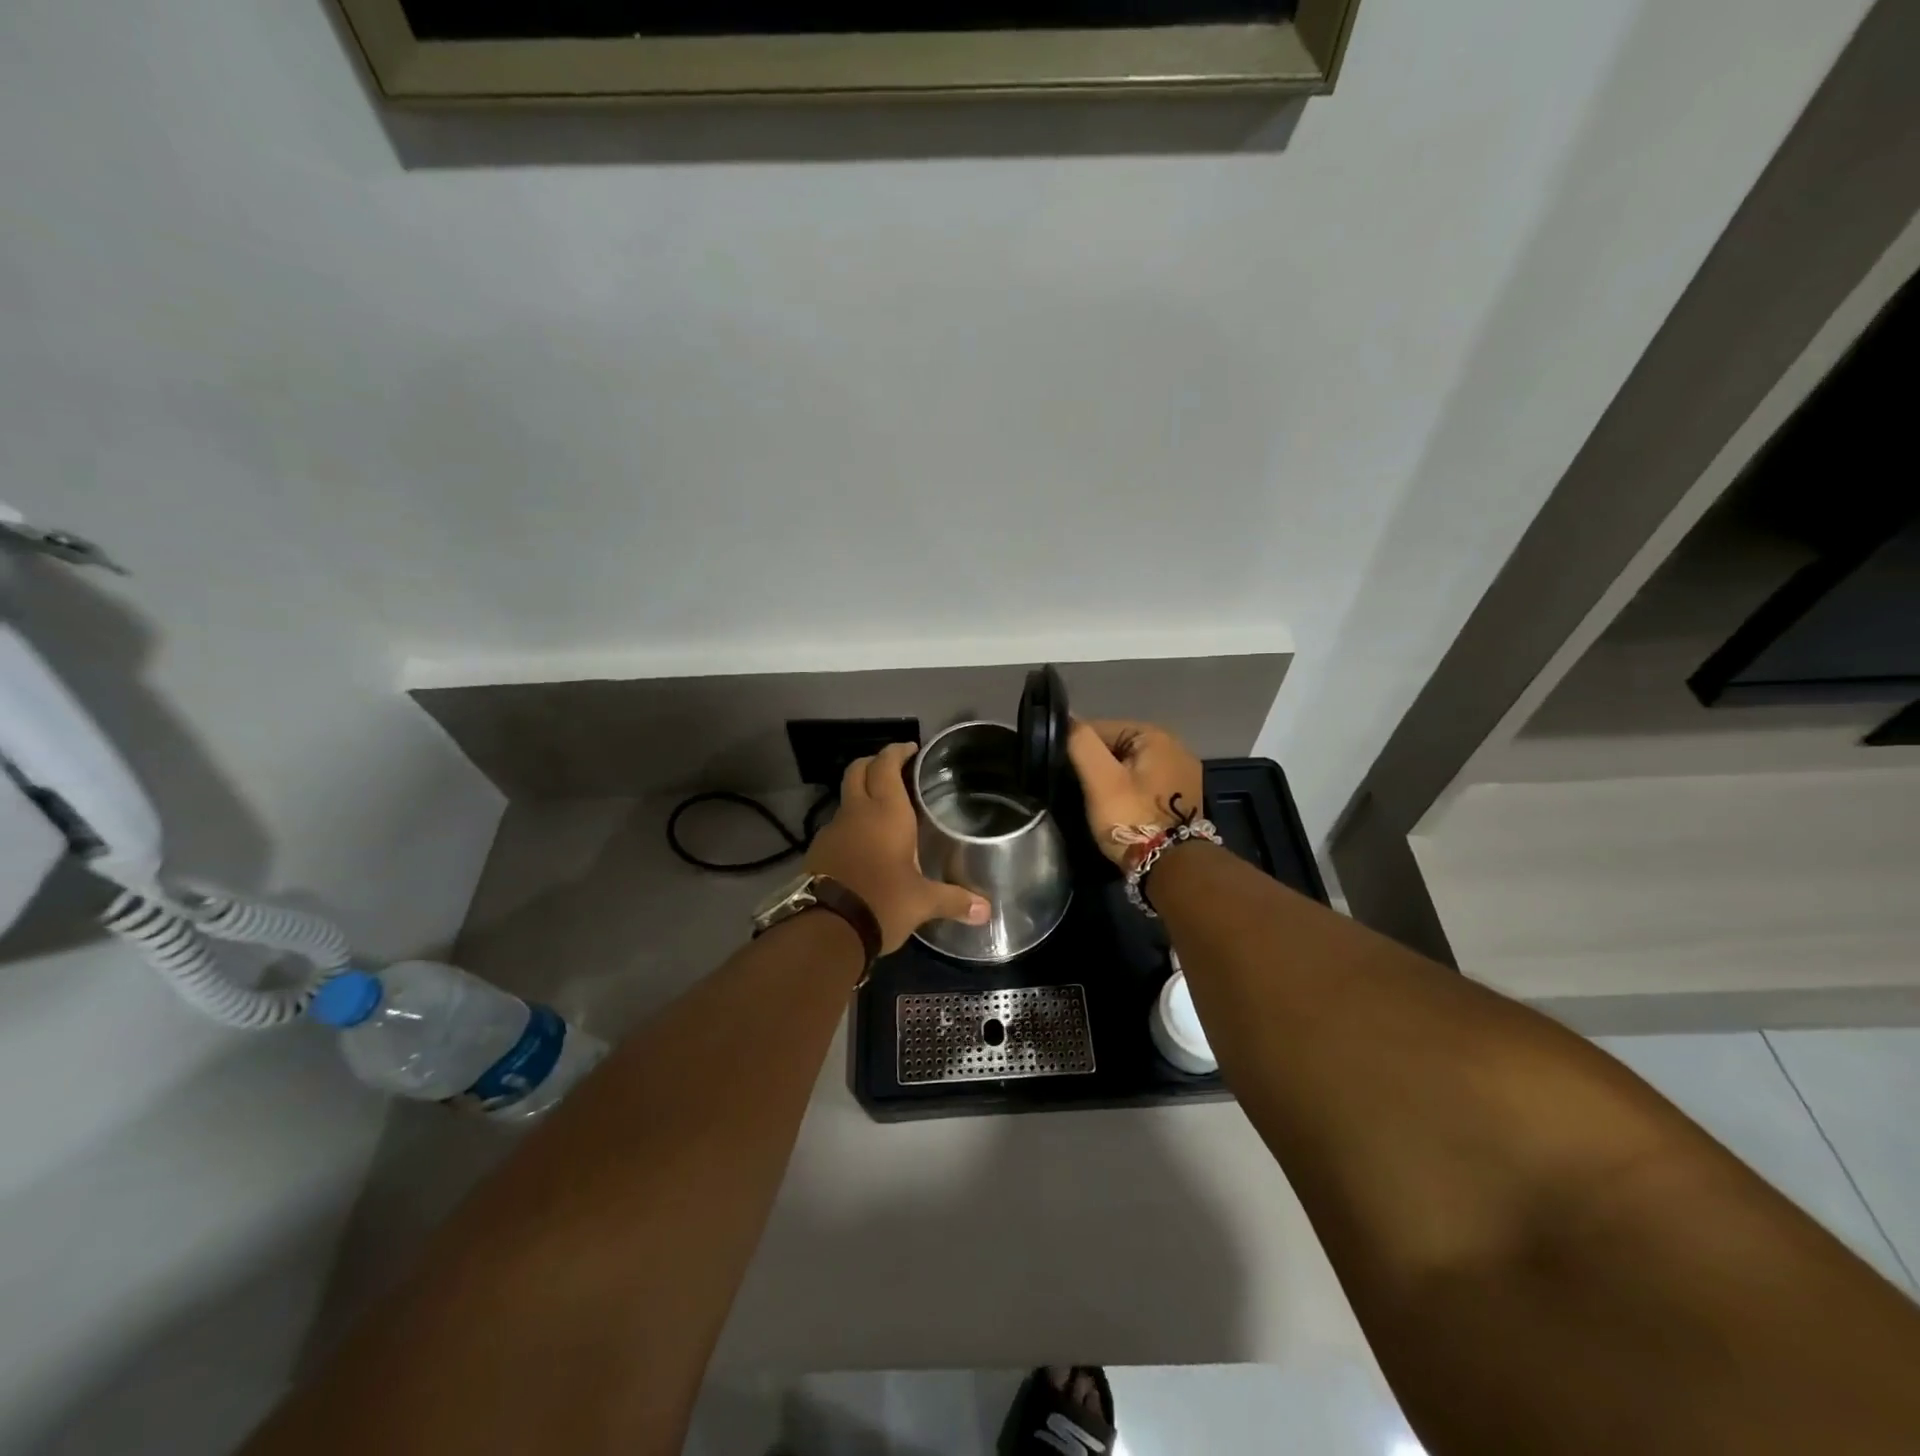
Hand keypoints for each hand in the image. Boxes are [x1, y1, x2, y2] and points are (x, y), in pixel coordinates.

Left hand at [805, 742, 990, 952]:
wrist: (826, 930)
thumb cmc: (883, 903)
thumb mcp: (923, 902)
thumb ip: (954, 900)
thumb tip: (986, 911)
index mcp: (886, 813)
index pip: (886, 765)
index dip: (896, 752)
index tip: (909, 749)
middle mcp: (856, 812)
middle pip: (857, 770)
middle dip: (873, 763)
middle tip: (892, 769)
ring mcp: (832, 830)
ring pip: (845, 799)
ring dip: (860, 797)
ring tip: (881, 813)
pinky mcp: (817, 851)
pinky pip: (836, 827)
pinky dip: (850, 826)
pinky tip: (863, 847)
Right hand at [1066, 719, 1205, 867]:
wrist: (1172, 868)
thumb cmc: (1132, 818)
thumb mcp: (1100, 779)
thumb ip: (1081, 744)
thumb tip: (1067, 721)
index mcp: (1156, 736)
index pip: (1102, 728)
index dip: (1077, 747)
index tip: (1061, 770)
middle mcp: (1176, 748)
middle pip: (1118, 748)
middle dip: (1096, 765)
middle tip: (1076, 790)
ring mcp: (1183, 776)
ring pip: (1131, 769)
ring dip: (1112, 781)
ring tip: (1093, 802)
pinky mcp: (1182, 800)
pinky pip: (1145, 787)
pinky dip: (1129, 794)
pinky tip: (1117, 810)